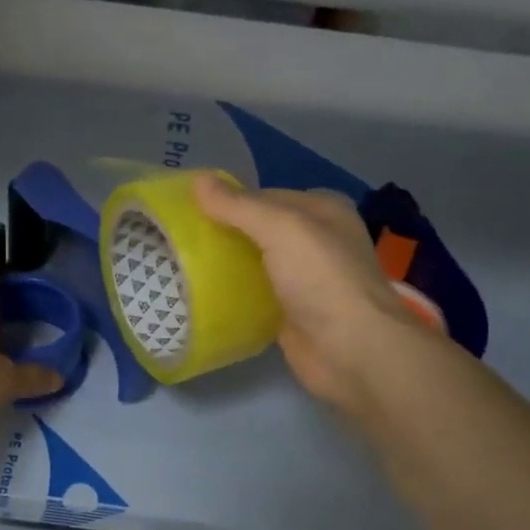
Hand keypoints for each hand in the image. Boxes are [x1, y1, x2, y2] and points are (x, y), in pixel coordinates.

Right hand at [193, 174, 441, 418]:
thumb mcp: (280, 228)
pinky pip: (255, 296)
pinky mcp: (292, 314)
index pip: (264, 196)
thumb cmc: (321, 278)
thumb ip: (238, 205)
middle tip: (178, 241)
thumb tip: (197, 179)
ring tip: (180, 266)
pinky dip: (233, 295)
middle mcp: (316, 241)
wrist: (350, 350)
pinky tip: (203, 296)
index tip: (188, 211)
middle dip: (223, 234)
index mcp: (322, 210)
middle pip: (258, 231)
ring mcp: (305, 280)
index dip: (228, 201)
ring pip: (255, 264)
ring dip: (225, 266)